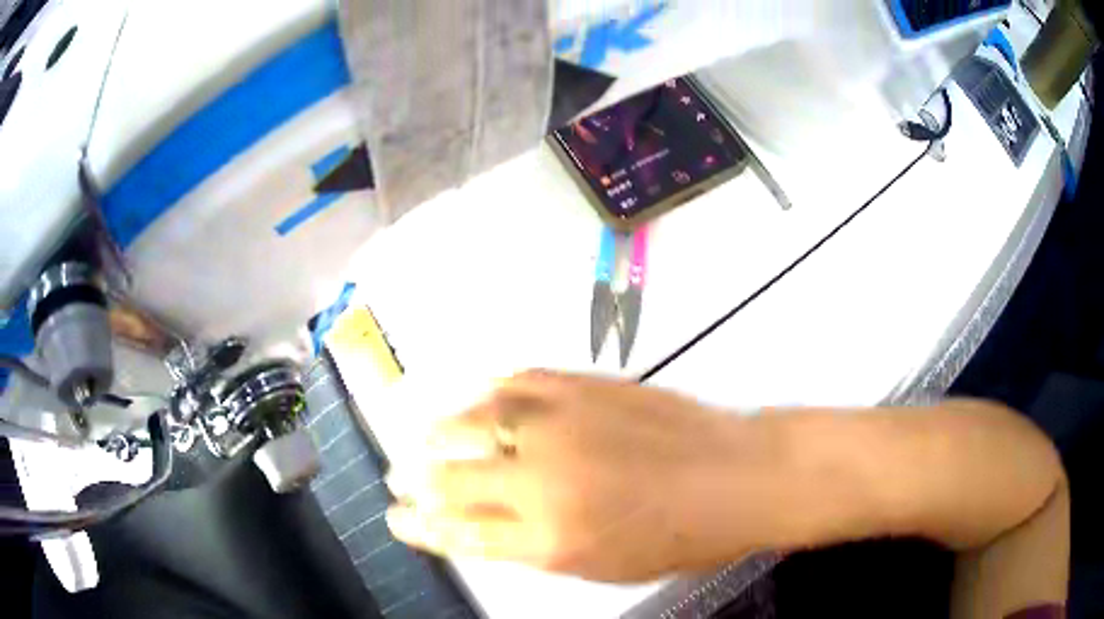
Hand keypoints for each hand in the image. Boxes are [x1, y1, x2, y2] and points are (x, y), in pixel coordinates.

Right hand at [385, 371, 779, 581]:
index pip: (460, 534)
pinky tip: (475, 393)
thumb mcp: (602, 566)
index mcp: (547, 540)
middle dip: (415, 478)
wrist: (734, 476)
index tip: (399, 519)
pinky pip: (518, 382)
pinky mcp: (583, 388)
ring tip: (420, 433)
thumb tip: (490, 525)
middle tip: (398, 475)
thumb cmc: (677, 538)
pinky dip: (489, 389)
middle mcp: (542, 483)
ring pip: (475, 421)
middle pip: (454, 478)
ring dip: (438, 429)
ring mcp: (561, 427)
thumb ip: (538, 546)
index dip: (422, 527)